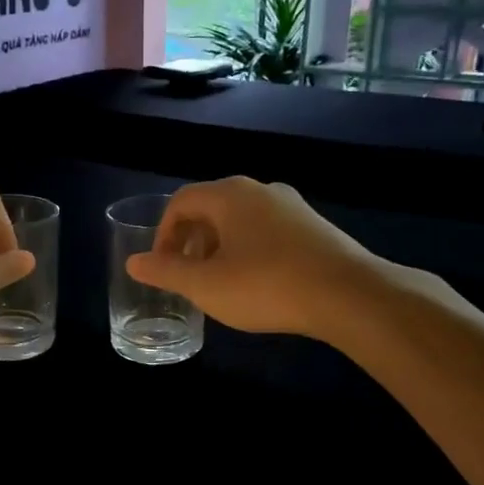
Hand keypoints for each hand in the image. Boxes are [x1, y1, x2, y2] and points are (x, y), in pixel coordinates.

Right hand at [124, 177, 375, 337]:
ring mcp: (291, 205)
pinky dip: (248, 249)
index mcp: (229, 194)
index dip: (163, 233)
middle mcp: (259, 189)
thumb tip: (133, 262)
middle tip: (186, 275)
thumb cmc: (266, 285)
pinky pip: (267, 230)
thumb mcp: (206, 285)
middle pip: (211, 207)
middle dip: (191, 240)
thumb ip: (166, 272)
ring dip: (219, 246)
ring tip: (218, 281)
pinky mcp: (314, 226)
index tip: (162, 266)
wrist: (349, 295)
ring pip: (240, 220)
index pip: (181, 201)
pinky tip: (257, 282)